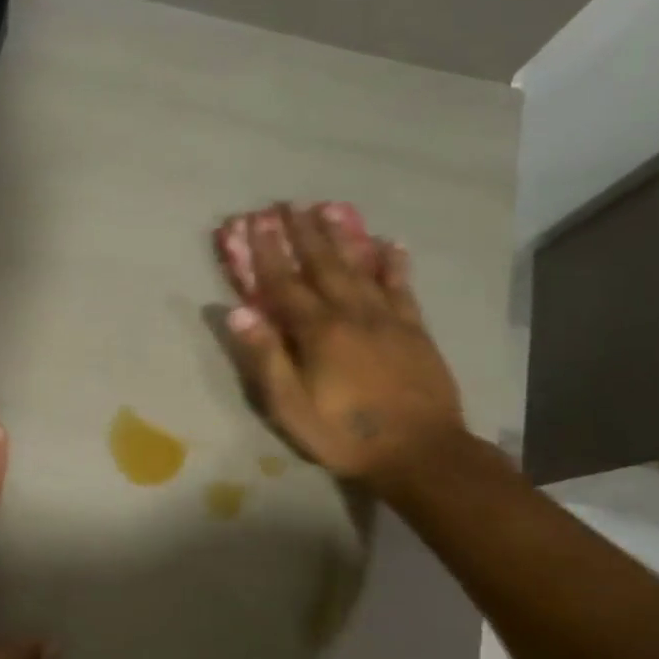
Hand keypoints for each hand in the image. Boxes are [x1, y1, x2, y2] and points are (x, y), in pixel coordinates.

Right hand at [213, 201, 466, 493]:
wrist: (420, 453)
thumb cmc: (344, 434)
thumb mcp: (290, 405)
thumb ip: (266, 356)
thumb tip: (238, 311)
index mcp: (317, 331)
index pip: (284, 284)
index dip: (266, 252)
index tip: (254, 221)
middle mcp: (351, 314)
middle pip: (322, 265)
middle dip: (301, 233)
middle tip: (288, 204)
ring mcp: (387, 319)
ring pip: (360, 268)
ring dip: (342, 237)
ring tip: (329, 208)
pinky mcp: (414, 330)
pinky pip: (401, 288)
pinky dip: (393, 264)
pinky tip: (389, 244)